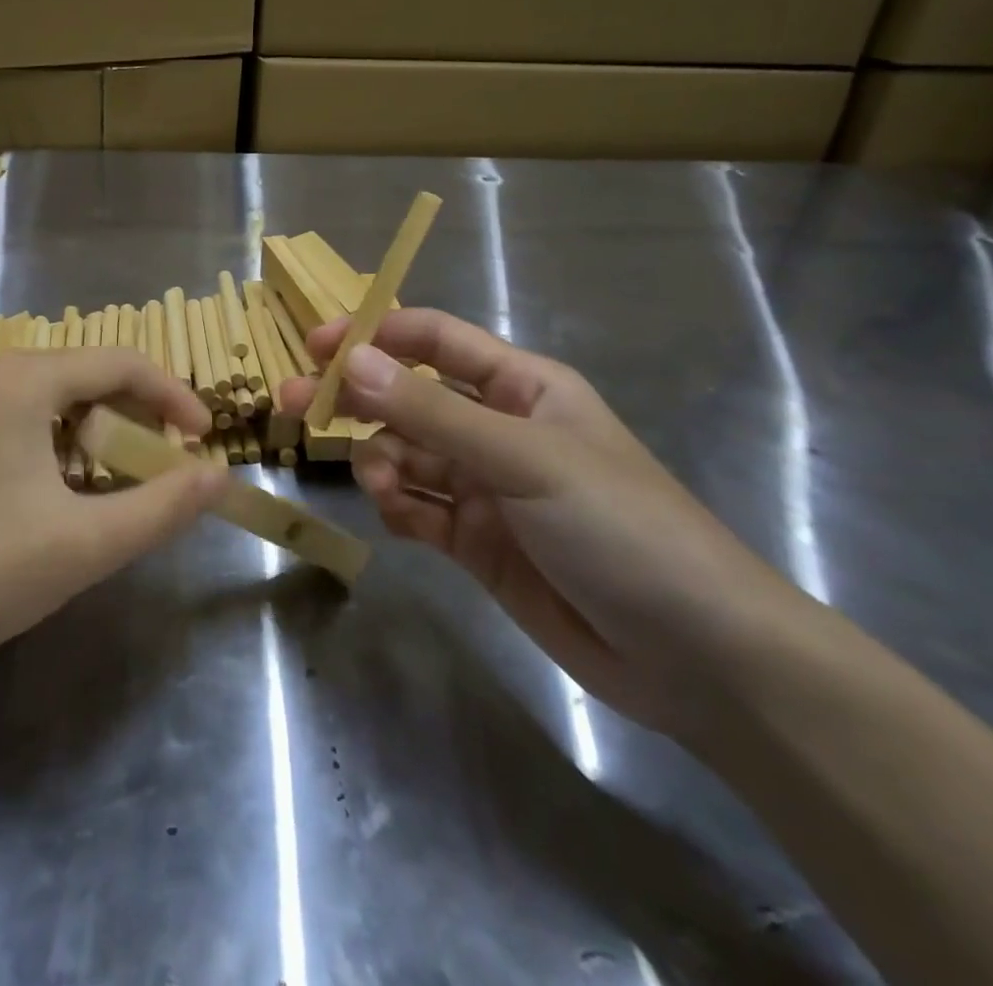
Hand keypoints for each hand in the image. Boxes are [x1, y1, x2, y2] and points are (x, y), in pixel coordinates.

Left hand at [0, 348, 222, 680]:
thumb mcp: (84, 543)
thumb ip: (162, 507)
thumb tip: (222, 478)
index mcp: (24, 379)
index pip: (122, 363)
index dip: (174, 397)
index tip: (206, 440)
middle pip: (87, 376)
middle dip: (136, 417)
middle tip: (165, 467)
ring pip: (53, 401)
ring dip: (97, 435)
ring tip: (118, 485)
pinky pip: (20, 422)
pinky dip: (58, 448)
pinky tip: (59, 497)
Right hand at [281, 309, 810, 738]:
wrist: (698, 657)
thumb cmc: (621, 527)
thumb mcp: (524, 459)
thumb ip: (431, 412)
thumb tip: (350, 362)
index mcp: (521, 386)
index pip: (434, 341)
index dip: (375, 336)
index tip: (316, 345)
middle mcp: (496, 428)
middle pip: (407, 398)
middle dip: (355, 399)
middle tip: (293, 404)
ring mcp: (484, 487)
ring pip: (404, 454)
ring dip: (381, 462)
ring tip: (381, 486)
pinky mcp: (475, 540)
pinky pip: (417, 507)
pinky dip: (398, 506)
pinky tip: (399, 516)